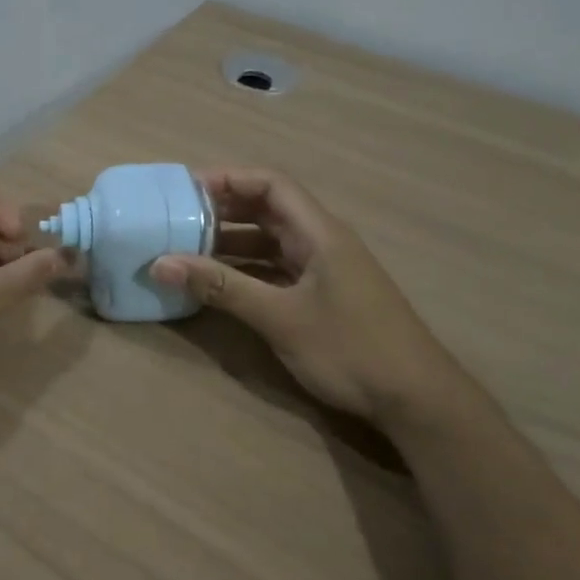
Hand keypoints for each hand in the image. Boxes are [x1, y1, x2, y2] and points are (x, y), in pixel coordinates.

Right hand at [151, 168, 465, 427]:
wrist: (417, 400)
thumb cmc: (351, 349)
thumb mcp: (279, 317)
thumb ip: (221, 288)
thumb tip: (161, 263)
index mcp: (320, 232)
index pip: (270, 184)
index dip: (228, 179)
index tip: (185, 189)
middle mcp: (322, 242)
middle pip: (268, 209)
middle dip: (223, 209)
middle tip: (177, 218)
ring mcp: (324, 270)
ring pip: (270, 241)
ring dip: (231, 242)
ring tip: (187, 249)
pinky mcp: (323, 296)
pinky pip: (276, 268)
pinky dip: (245, 269)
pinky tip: (217, 283)